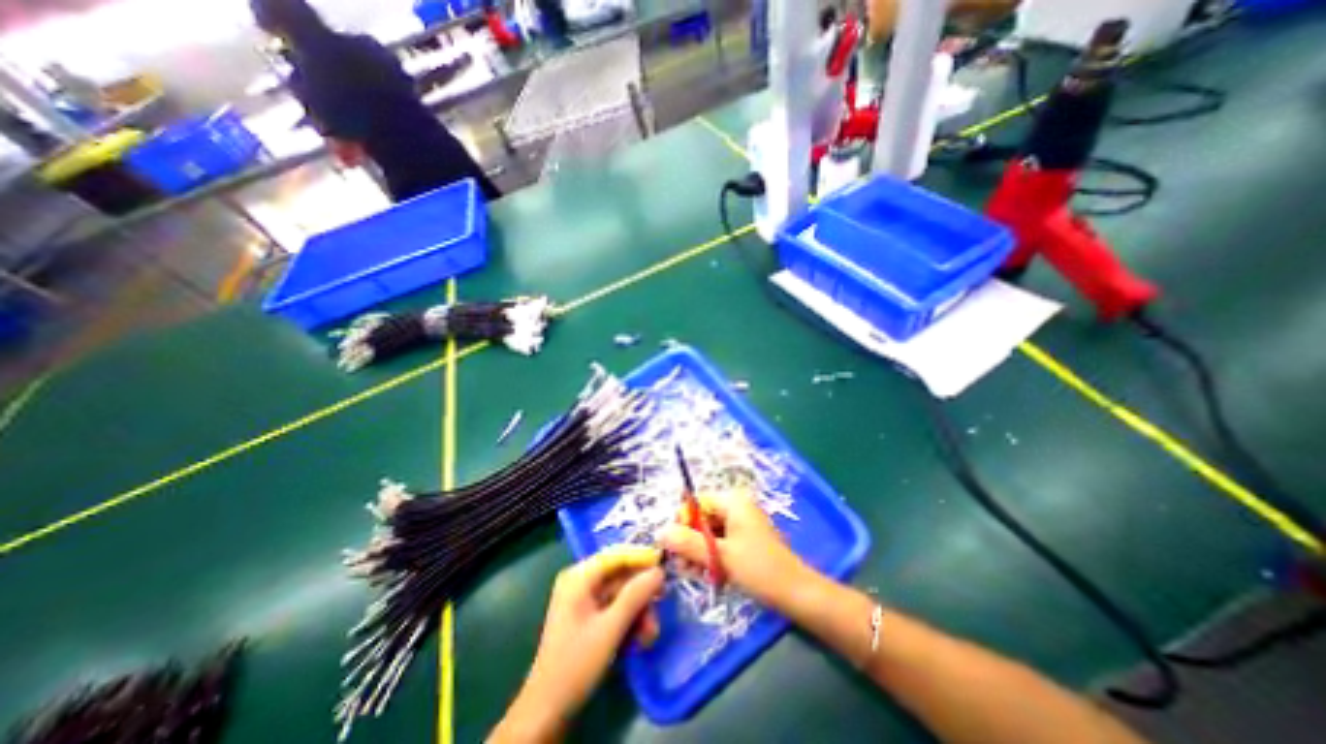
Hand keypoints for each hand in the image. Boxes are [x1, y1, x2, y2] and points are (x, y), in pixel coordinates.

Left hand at [487, 544, 662, 741]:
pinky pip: (615, 607)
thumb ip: (635, 596)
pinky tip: (639, 640)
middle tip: (659, 609)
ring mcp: (584, 599)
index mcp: (579, 576)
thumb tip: (659, 571)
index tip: (665, 568)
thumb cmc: (575, 664)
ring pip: (622, 593)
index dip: (642, 558)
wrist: (547, 710)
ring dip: (638, 612)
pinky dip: (629, 620)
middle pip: (621, 575)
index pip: (616, 555)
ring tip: (649, 635)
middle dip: (641, 595)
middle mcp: (581, 581)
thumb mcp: (610, 629)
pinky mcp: (588, 616)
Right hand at [659, 489, 813, 611]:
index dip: (683, 522)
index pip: (696, 503)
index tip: (675, 546)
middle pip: (702, 518)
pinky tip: (709, 575)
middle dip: (690, 541)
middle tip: (683, 566)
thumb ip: (688, 543)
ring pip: (709, 533)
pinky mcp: (745, 539)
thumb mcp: (720, 556)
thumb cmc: (759, 568)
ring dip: (699, 552)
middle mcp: (736, 507)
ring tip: (695, 574)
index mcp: (733, 501)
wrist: (796, 593)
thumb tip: (660, 532)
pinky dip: (712, 557)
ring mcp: (741, 523)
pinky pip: (720, 542)